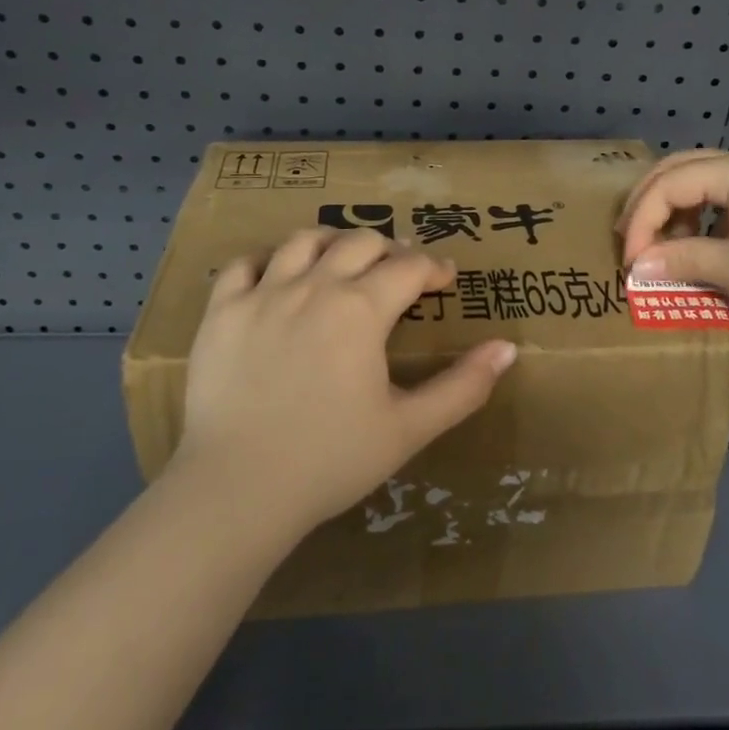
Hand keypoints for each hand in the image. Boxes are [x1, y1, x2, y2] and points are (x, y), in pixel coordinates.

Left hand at [178, 226, 517, 538]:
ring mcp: (261, 294)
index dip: (434, 268)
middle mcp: (314, 286)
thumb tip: (508, 348)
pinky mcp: (221, 312)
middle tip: (399, 271)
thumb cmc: (331, 459)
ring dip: (332, 242)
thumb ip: (463, 387)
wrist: (238, 489)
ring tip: (342, 260)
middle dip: (389, 249)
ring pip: (303, 241)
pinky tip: (277, 274)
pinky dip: (267, 260)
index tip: (446, 279)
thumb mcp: (410, 428)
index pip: (409, 267)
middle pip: (359, 242)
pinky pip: (243, 264)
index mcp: (361, 309)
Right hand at [616, 149, 728, 328]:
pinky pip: (724, 197)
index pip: (667, 185)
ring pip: (701, 182)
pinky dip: (703, 218)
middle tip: (630, 239)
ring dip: (675, 212)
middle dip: (649, 204)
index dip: (641, 221)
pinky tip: (703, 247)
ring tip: (664, 248)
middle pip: (678, 170)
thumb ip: (683, 260)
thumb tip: (638, 268)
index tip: (631, 262)